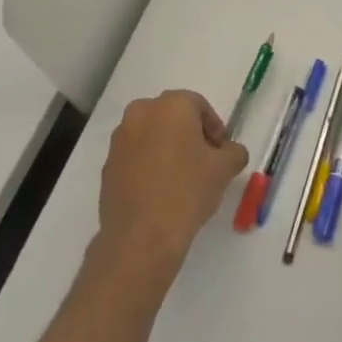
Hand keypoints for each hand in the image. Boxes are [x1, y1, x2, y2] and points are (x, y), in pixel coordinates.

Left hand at [98, 90, 248, 277]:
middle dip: (189, 134)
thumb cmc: (187, 191)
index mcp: (171, 105)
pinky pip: (135, 155)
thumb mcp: (224, 169)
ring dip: (167, 148)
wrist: (141, 236)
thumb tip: (230, 151)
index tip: (221, 152)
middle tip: (203, 161)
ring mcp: (120, 139)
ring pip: (151, 134)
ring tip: (181, 178)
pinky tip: (159, 191)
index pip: (199, 106)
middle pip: (172, 116)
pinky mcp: (107, 165)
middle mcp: (142, 112)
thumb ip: (234, 152)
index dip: (214, 128)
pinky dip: (148, 164)